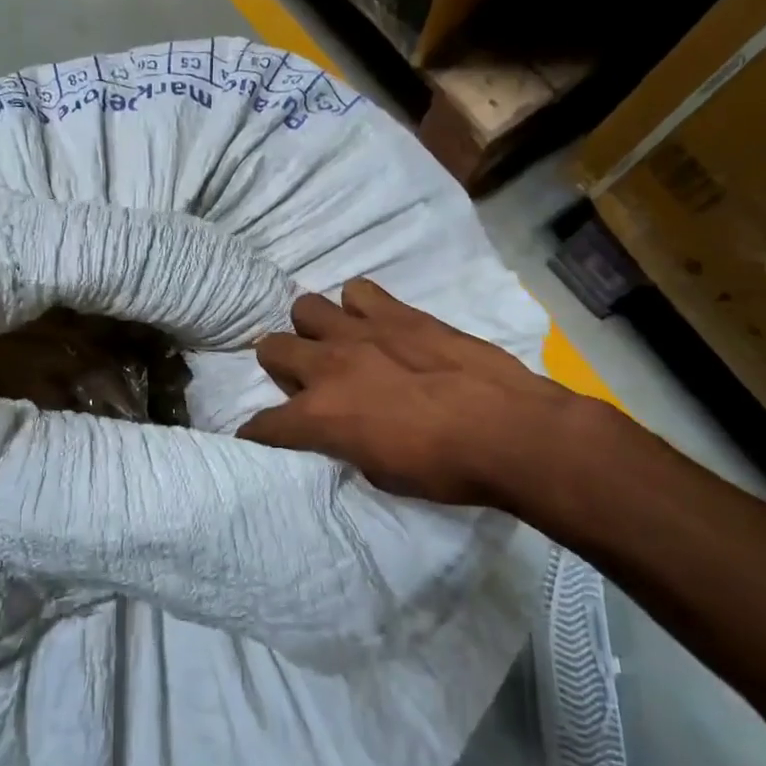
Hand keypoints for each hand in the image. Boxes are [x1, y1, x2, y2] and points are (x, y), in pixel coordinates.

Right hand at [239, 279, 585, 507]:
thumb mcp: (379, 474)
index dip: (258, 432)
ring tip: (339, 345)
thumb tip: (342, 430)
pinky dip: (360, 306)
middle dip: (279, 365)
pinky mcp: (398, 313)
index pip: (263, 424)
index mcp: (318, 417)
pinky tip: (378, 324)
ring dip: (315, 329)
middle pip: (271, 348)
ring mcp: (360, 332)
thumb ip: (346, 443)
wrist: (507, 431)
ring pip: (306, 308)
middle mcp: (326, 367)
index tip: (262, 435)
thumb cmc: (444, 469)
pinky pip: (359, 291)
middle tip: (305, 381)